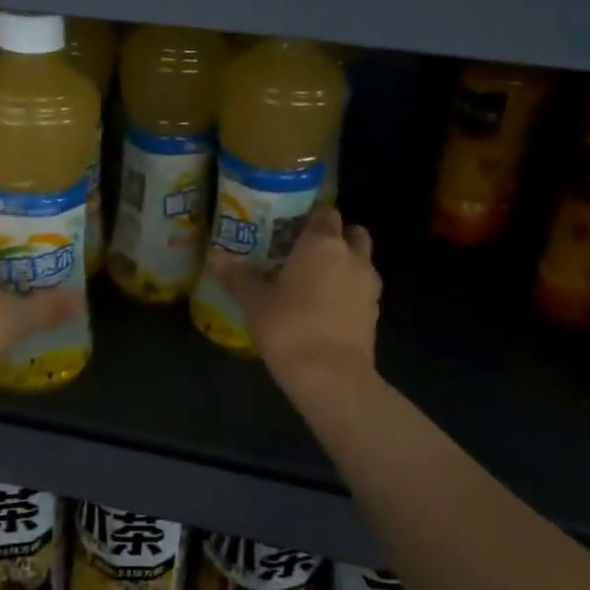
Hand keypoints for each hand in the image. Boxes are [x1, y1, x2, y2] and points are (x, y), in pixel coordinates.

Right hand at [210, 206, 379, 391]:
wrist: (331, 376)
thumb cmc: (289, 326)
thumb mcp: (253, 301)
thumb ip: (236, 276)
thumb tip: (214, 256)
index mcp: (322, 243)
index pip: (325, 212)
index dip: (310, 215)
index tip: (290, 225)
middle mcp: (352, 257)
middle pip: (352, 233)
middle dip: (335, 237)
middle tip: (305, 250)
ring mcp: (368, 287)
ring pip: (361, 263)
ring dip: (345, 265)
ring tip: (314, 281)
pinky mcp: (374, 315)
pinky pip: (361, 291)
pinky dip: (348, 293)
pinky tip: (324, 309)